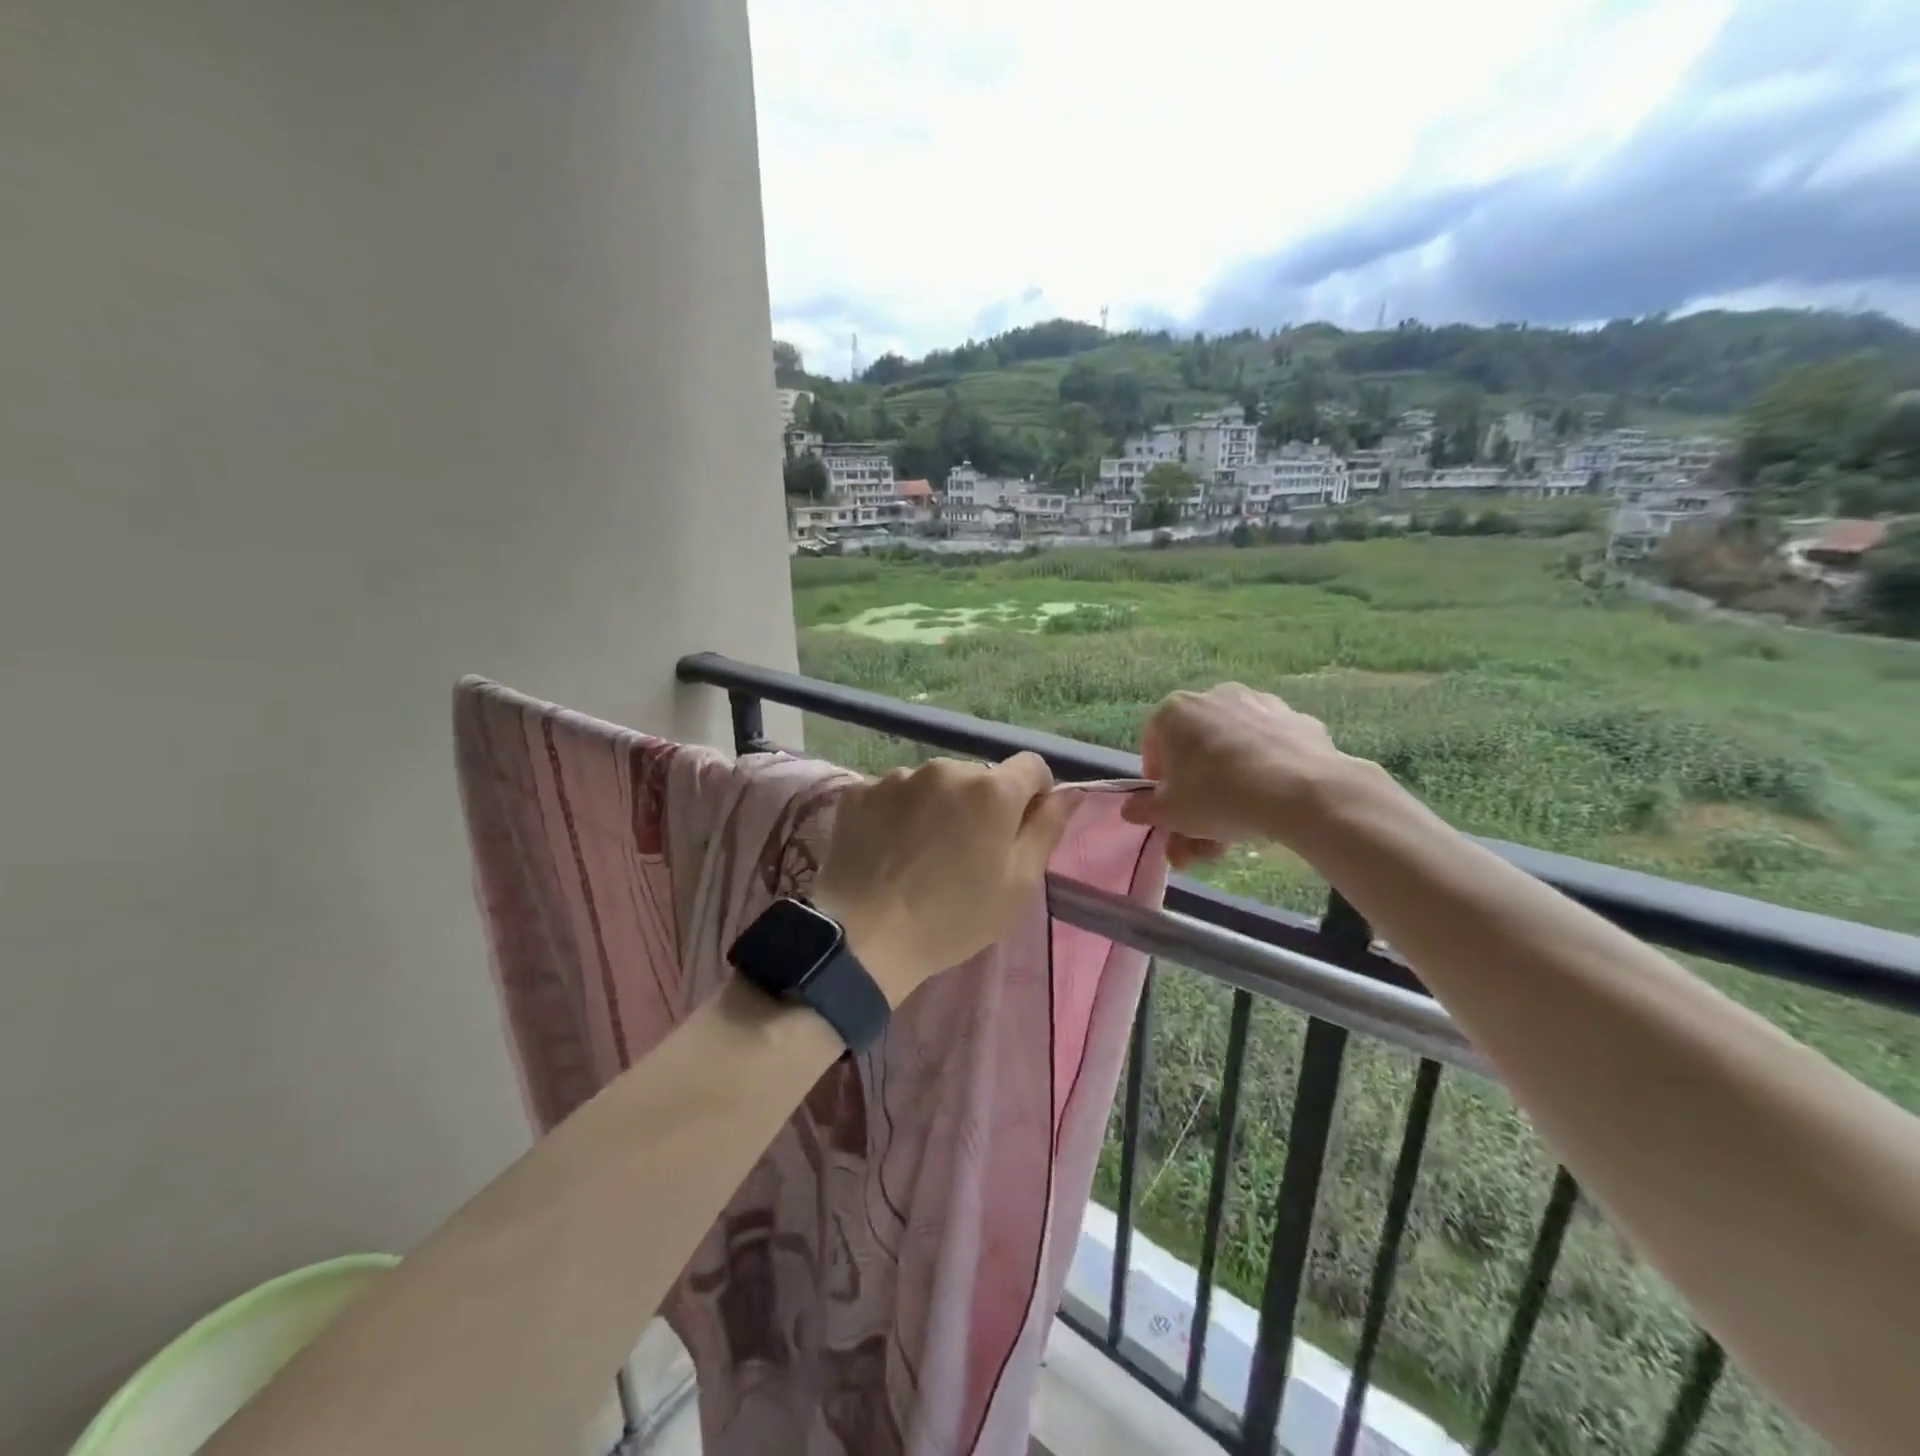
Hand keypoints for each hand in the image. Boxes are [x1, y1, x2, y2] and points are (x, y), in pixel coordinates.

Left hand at [813, 753, 1075, 1005]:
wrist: (863, 937)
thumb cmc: (953, 917)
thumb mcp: (1018, 885)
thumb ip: (1046, 830)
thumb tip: (1069, 794)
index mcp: (992, 789)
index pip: (1032, 767)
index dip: (1034, 796)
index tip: (1018, 831)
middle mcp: (946, 768)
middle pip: (979, 777)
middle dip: (981, 805)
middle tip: (966, 853)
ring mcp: (897, 776)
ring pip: (934, 784)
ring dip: (938, 807)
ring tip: (921, 854)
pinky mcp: (859, 791)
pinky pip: (893, 794)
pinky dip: (898, 814)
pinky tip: (889, 850)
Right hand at [1122, 683, 1353, 857]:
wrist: (1303, 792)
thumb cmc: (1219, 796)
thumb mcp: (1169, 813)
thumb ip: (1143, 809)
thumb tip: (1131, 809)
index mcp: (1174, 711)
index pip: (1153, 750)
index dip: (1158, 787)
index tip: (1170, 814)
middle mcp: (1213, 696)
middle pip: (1195, 755)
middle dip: (1195, 800)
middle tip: (1201, 840)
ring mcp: (1258, 704)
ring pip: (1232, 753)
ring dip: (1228, 791)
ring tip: (1236, 836)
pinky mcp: (1295, 719)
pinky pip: (1268, 752)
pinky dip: (1264, 775)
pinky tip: (1270, 807)